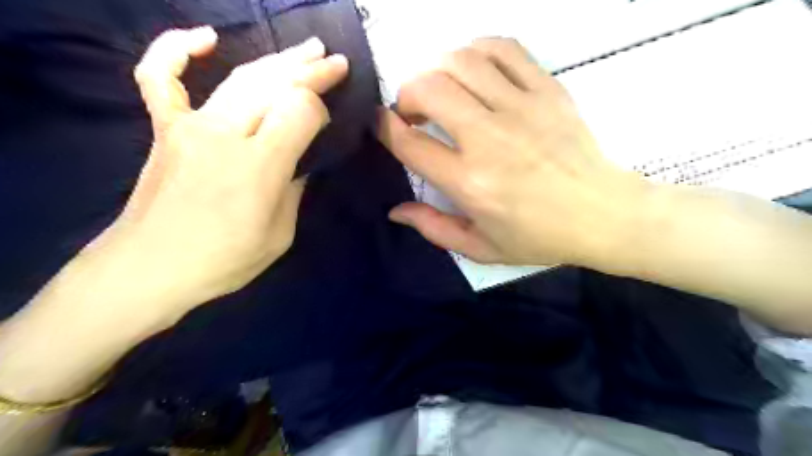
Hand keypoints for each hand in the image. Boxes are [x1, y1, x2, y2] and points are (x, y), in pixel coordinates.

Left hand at [101, 27, 344, 315]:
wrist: (149, 268)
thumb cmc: (223, 260)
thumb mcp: (280, 235)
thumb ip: (294, 191)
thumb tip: (299, 164)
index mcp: (260, 166)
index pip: (299, 111)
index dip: (319, 109)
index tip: (327, 121)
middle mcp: (226, 135)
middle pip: (275, 86)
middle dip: (311, 70)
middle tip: (336, 61)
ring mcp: (190, 127)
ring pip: (240, 78)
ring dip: (278, 60)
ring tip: (307, 49)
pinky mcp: (165, 129)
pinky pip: (161, 77)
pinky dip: (177, 49)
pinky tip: (205, 38)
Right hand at [378, 39, 651, 267]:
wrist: (603, 215)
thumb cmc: (539, 237)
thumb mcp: (480, 248)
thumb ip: (433, 228)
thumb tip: (396, 210)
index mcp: (469, 183)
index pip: (410, 143)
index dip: (385, 127)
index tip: (381, 123)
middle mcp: (489, 139)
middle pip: (429, 89)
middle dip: (406, 94)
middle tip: (412, 111)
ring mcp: (521, 109)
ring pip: (461, 61)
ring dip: (436, 70)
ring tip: (440, 89)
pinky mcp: (547, 90)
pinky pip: (504, 49)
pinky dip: (477, 50)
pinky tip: (473, 69)